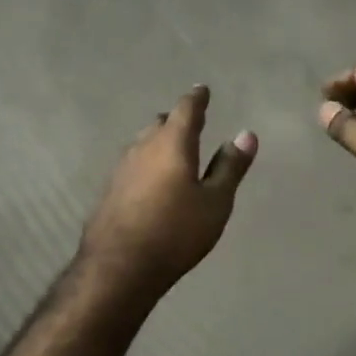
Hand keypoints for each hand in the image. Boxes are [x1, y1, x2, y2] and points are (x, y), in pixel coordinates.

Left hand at [79, 85, 257, 295]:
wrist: (118, 266)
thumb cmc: (176, 232)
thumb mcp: (215, 202)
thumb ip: (230, 167)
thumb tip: (246, 134)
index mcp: (172, 143)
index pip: (186, 109)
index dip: (196, 99)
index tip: (202, 90)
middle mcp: (143, 147)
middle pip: (160, 124)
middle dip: (176, 120)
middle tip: (190, 123)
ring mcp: (121, 168)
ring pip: (142, 143)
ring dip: (158, 142)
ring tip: (172, 150)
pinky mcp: (109, 190)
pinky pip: (132, 165)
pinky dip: (146, 164)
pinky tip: (150, 181)